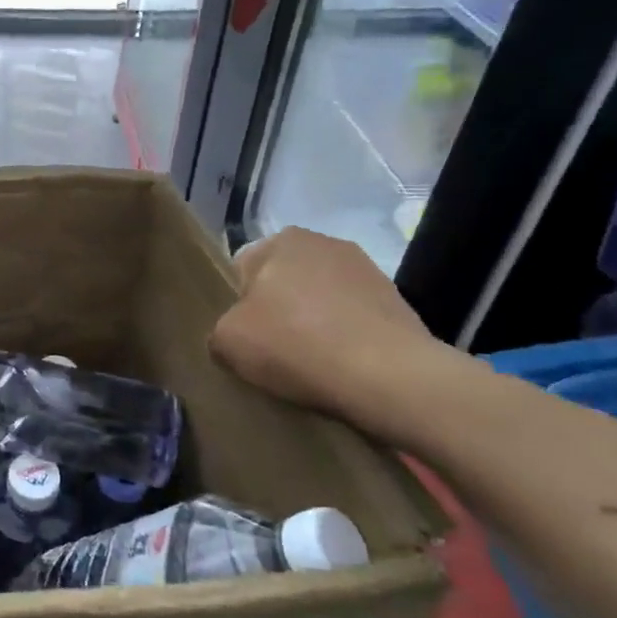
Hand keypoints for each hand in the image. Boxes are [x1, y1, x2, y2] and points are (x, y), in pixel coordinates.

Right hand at [209, 227, 441, 427]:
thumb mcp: (227, 342)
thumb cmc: (295, 345)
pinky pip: (352, 318)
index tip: (243, 338)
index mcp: (280, 240)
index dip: (236, 306)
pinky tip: (341, 367)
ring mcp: (366, 269)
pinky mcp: (397, 300)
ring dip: (312, 323)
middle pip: (282, 281)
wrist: (389, 377)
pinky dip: (344, 338)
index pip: (240, 270)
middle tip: (272, 351)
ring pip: (319, 300)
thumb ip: (219, 329)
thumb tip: (233, 334)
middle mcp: (324, 242)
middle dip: (276, 310)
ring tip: (310, 363)